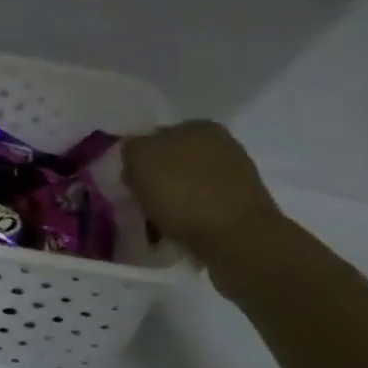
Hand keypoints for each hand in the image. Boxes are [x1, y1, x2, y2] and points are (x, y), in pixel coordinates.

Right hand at [123, 122, 287, 283]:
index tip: (126, 184)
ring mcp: (234, 178)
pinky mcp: (241, 209)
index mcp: (198, 126)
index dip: (135, 160)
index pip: (154, 137)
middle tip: (137, 206)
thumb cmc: (185, 194)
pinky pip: (201, 211)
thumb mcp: (141, 160)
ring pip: (186, 188)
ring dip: (170, 204)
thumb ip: (131, 149)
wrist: (237, 241)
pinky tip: (177, 236)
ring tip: (155, 227)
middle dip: (154, 183)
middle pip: (171, 163)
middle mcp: (221, 146)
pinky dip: (187, 222)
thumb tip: (133, 156)